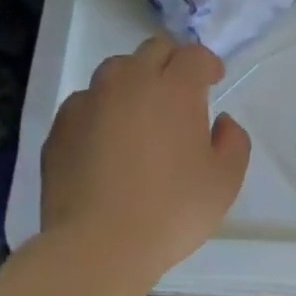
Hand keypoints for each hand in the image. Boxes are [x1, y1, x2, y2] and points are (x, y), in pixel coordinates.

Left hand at [40, 35, 250, 278]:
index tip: (213, 81)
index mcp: (174, 88)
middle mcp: (130, 81)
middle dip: (171, 63)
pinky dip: (101, 110)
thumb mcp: (224, 182)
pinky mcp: (61, 124)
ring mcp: (90, 100)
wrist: (96, 246)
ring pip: (116, 70)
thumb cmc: (170, 211)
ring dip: (134, 81)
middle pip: (153, 50)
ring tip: (139, 113)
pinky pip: (86, 102)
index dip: (207, 64)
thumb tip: (221, 121)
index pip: (194, 54)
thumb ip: (233, 141)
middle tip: (179, 93)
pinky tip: (105, 140)